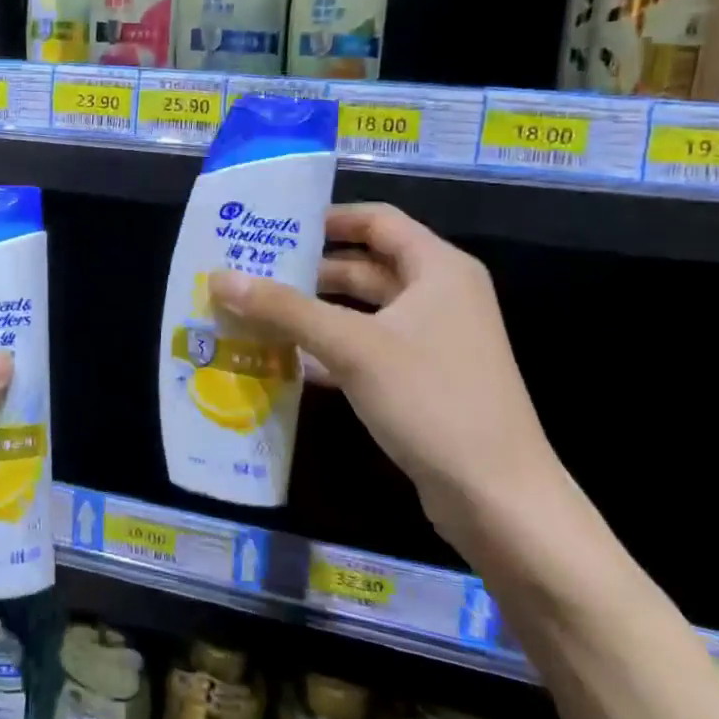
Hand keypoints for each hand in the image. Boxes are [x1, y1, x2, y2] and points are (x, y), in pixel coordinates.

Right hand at [208, 204, 562, 544]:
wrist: (499, 499)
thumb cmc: (431, 400)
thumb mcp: (351, 346)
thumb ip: (284, 308)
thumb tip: (219, 278)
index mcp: (438, 269)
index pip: (377, 220)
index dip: (327, 218)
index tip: (275, 227)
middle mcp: (440, 295)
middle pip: (365, 265)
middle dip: (309, 269)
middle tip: (251, 271)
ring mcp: (434, 340)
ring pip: (363, 310)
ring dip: (314, 311)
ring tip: (256, 311)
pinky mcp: (423, 379)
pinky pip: (367, 347)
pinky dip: (329, 347)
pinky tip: (284, 359)